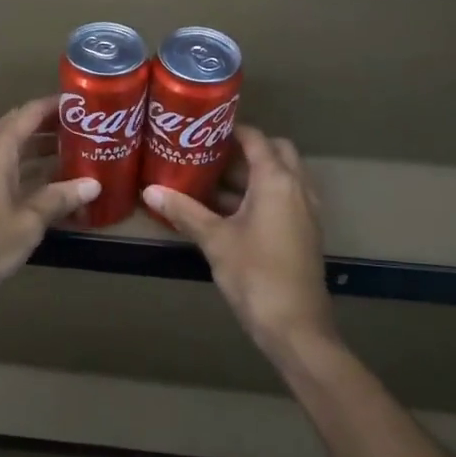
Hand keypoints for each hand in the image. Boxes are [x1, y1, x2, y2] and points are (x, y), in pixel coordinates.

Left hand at [0, 96, 100, 308]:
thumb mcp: (29, 220)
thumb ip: (60, 198)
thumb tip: (94, 184)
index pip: (28, 114)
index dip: (54, 105)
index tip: (83, 102)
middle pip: (21, 132)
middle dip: (52, 129)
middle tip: (87, 129)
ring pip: (16, 156)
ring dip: (44, 154)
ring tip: (80, 156)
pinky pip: (10, 176)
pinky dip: (33, 177)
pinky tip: (57, 189)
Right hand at [143, 127, 334, 355]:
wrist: (296, 327)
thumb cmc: (256, 274)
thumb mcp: (215, 240)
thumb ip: (185, 211)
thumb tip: (150, 190)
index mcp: (277, 181)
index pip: (257, 139)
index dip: (231, 130)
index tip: (203, 129)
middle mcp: (297, 188)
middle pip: (276, 153)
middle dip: (246, 150)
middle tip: (210, 155)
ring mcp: (305, 211)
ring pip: (281, 177)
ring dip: (253, 175)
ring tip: (212, 180)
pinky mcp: (305, 232)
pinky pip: (284, 199)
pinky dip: (262, 195)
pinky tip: (229, 213)